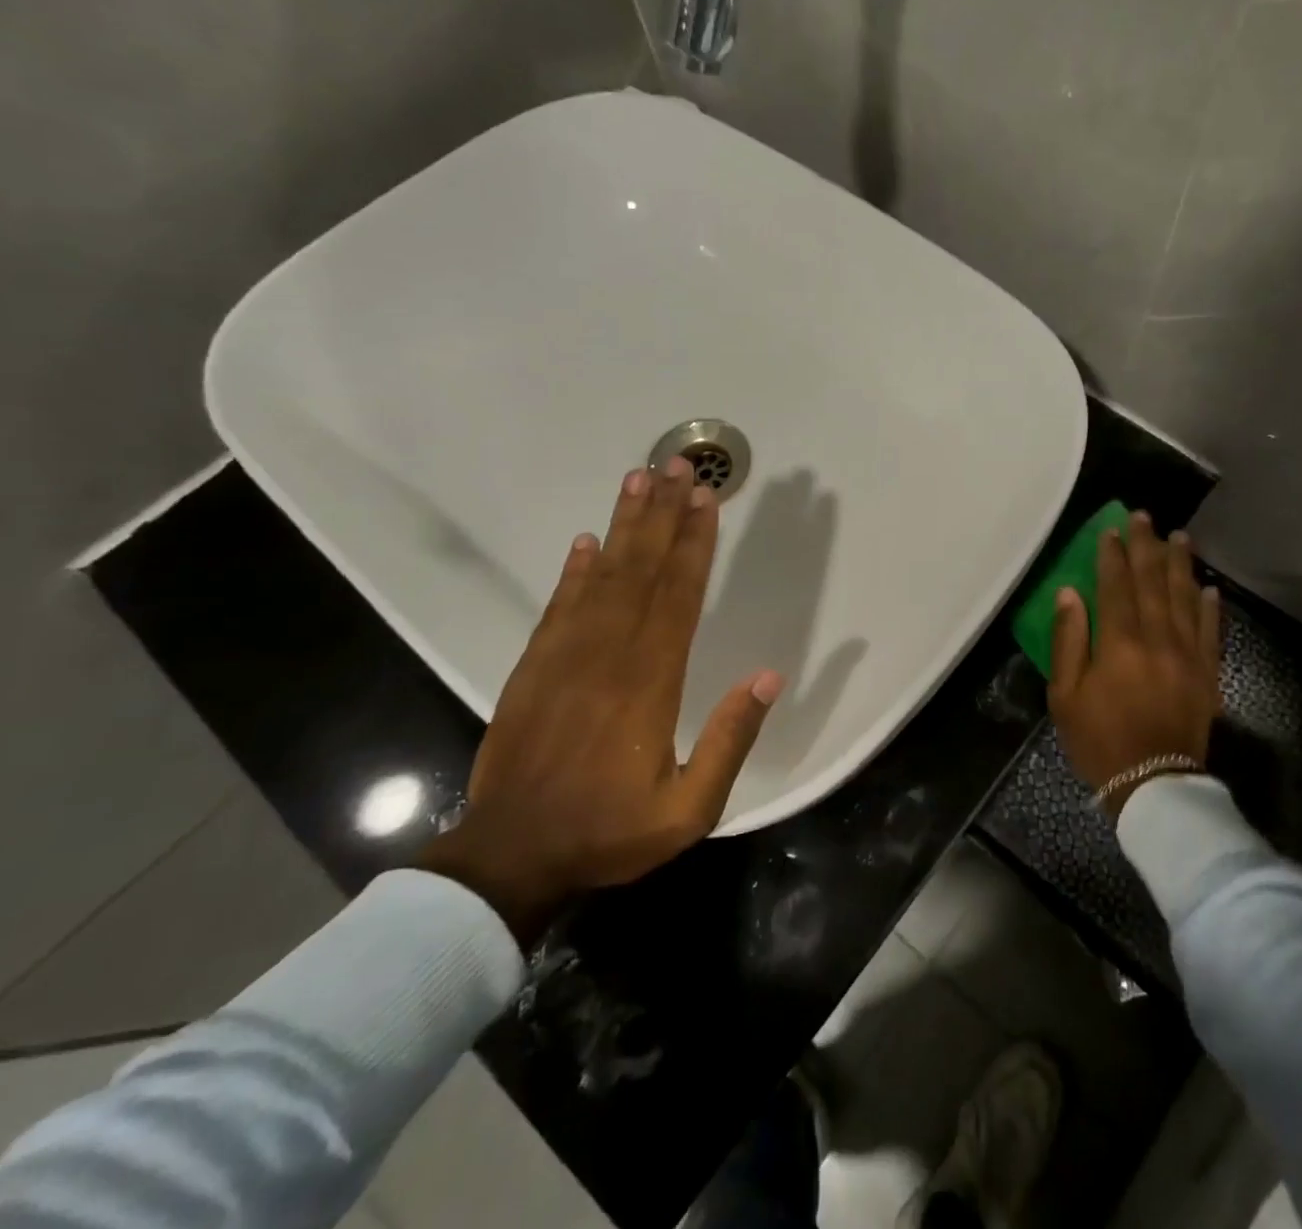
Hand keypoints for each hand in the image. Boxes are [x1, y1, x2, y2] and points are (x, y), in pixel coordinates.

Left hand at [417, 459, 781, 941]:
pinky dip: (574, 571)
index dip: (695, 544)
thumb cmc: (608, 833)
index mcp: (650, 683)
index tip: (707, 500)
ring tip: (638, 479)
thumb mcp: (689, 809)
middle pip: (642, 571)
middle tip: (676, 465)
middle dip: (663, 515)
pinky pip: (558, 607)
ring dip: (623, 526)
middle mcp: (608, 656)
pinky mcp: (533, 669)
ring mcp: (564, 658)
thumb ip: (730, 740)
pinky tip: (587, 542)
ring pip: (601, 577)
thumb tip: (768, 677)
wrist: (510, 859)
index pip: (679, 596)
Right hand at [1048, 512, 1220, 816]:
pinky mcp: (1208, 674)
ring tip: (1180, 537)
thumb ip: (1068, 640)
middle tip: (1145, 517)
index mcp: (1119, 643)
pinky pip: (1212, 631)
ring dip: (1181, 565)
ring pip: (1185, 598)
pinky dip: (1210, 607)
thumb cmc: (1098, 740)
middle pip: (1153, 582)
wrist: (1153, 784)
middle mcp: (1158, 639)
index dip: (1112, 555)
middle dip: (1147, 546)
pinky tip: (1209, 587)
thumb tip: (1070, 593)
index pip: (1116, 586)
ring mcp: (1189, 655)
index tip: (1111, 529)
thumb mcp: (1065, 695)